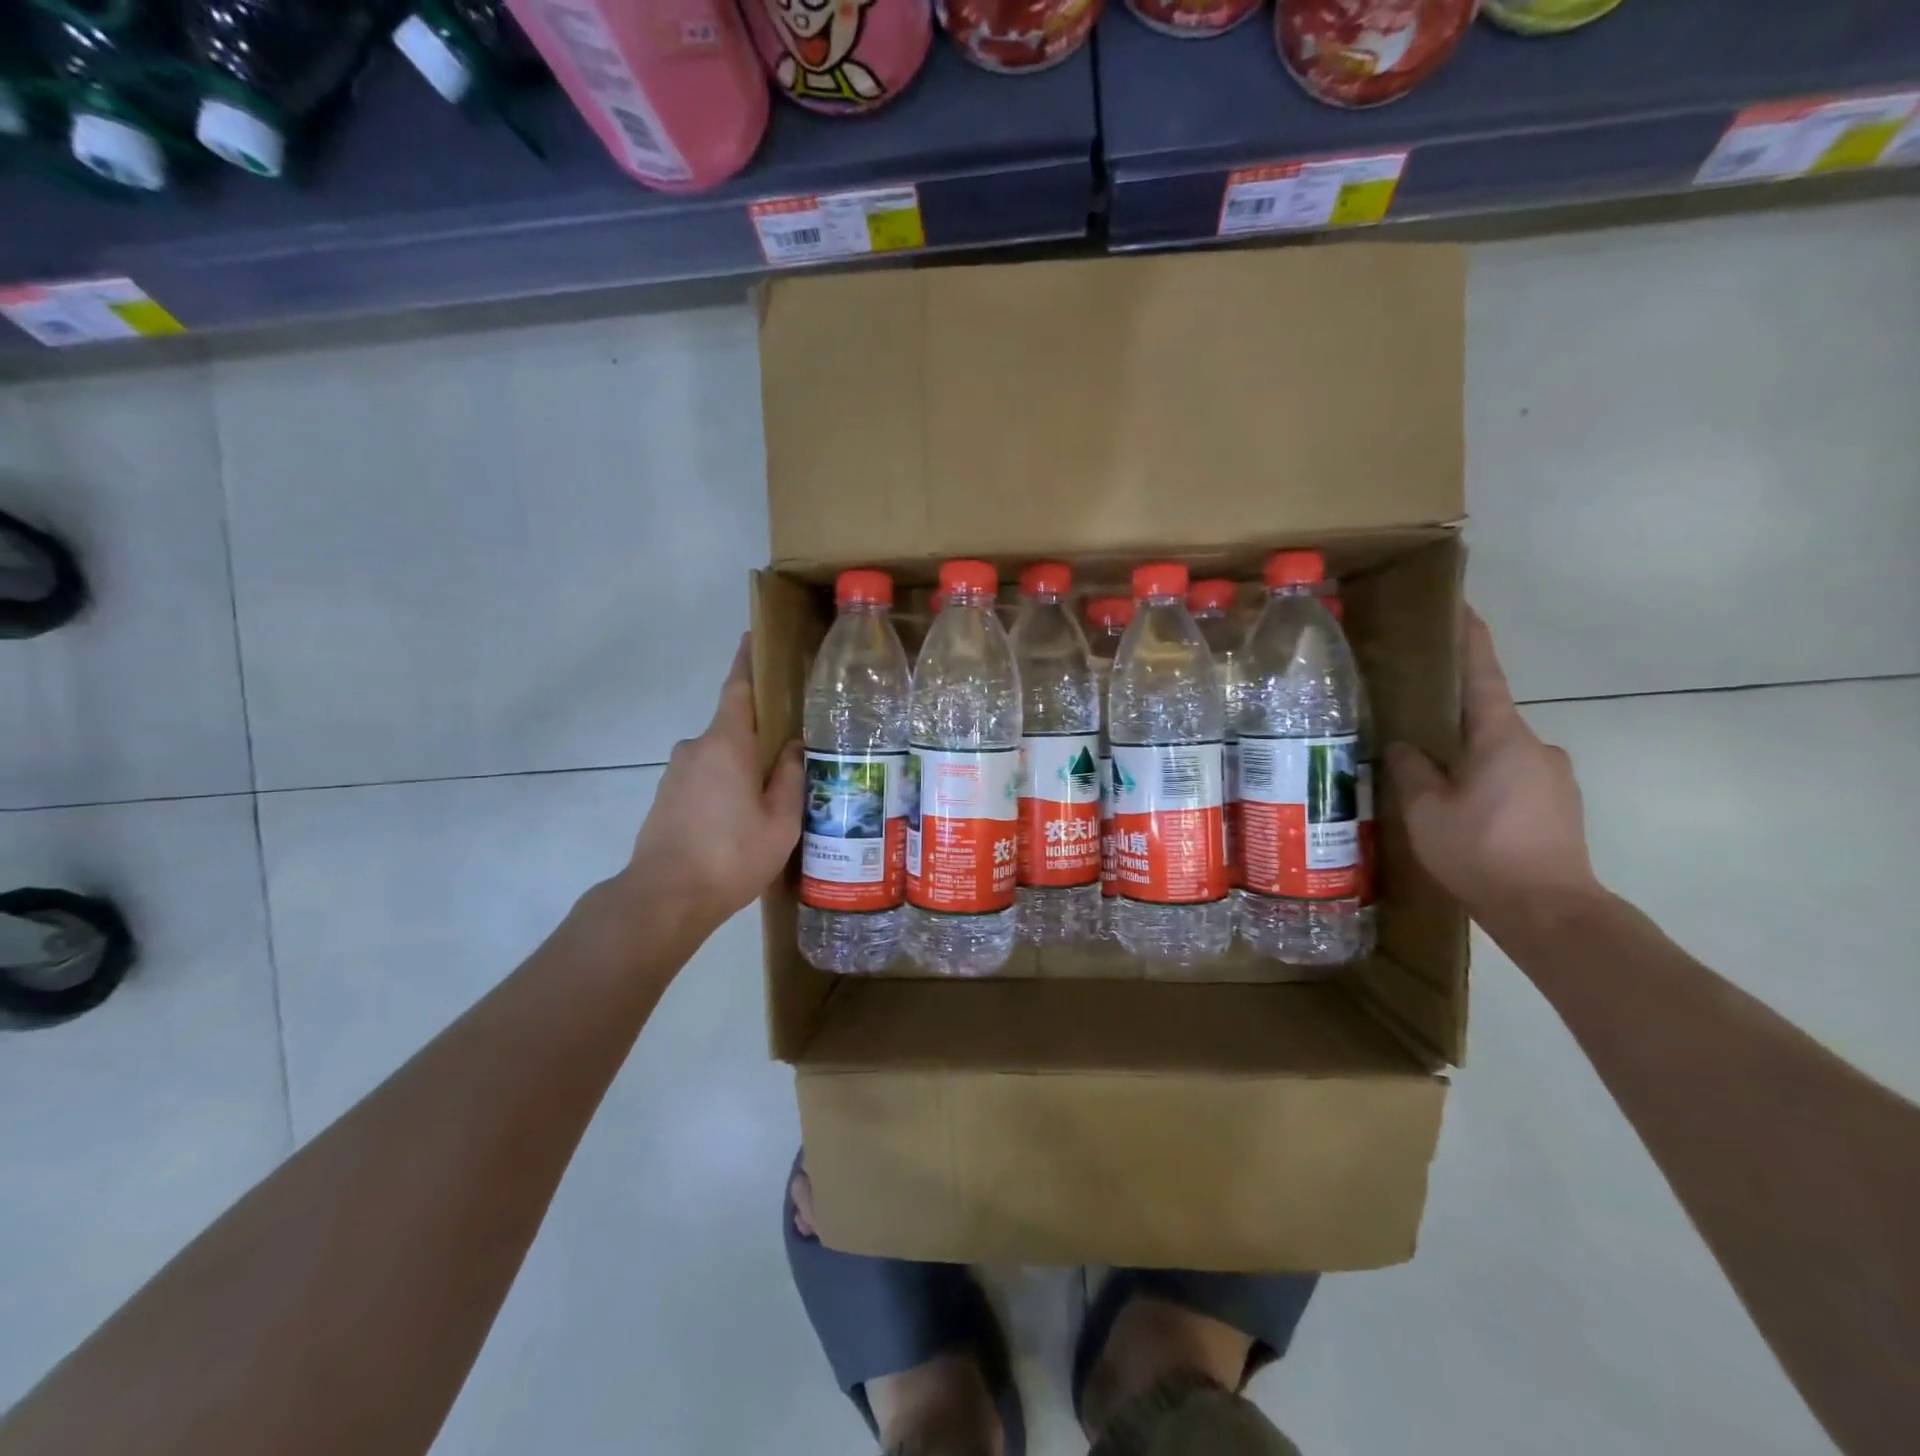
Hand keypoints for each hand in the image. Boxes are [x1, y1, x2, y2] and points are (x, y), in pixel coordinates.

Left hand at [620, 635, 802, 940]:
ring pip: (720, 756)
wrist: (664, 898)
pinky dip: (725, 786)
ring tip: (772, 795)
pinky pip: (705, 778)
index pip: (738, 687)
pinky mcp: (666, 797)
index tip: (754, 637)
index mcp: (726, 743)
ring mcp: (676, 773)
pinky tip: (743, 817)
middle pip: (733, 726)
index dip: (747, 660)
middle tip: (794, 752)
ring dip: (743, 766)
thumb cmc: (731, 855)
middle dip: (760, 734)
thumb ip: (789, 777)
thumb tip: (792, 747)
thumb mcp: (780, 820)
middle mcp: (696, 747)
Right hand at [1387, 608, 1600, 923]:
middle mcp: (1536, 746)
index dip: (1470, 640)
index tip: (1461, 608)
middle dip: (1452, 719)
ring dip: (1467, 757)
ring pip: (1498, 752)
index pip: (1483, 676)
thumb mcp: (1426, 810)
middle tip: (1411, 728)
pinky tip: (1460, 810)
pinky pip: (1511, 777)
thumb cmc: (1481, 851)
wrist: (1550, 911)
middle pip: (1487, 718)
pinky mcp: (1559, 805)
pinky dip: (1484, 781)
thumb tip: (1404, 746)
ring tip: (1431, 783)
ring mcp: (1554, 776)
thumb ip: (1412, 770)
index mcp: (1502, 738)